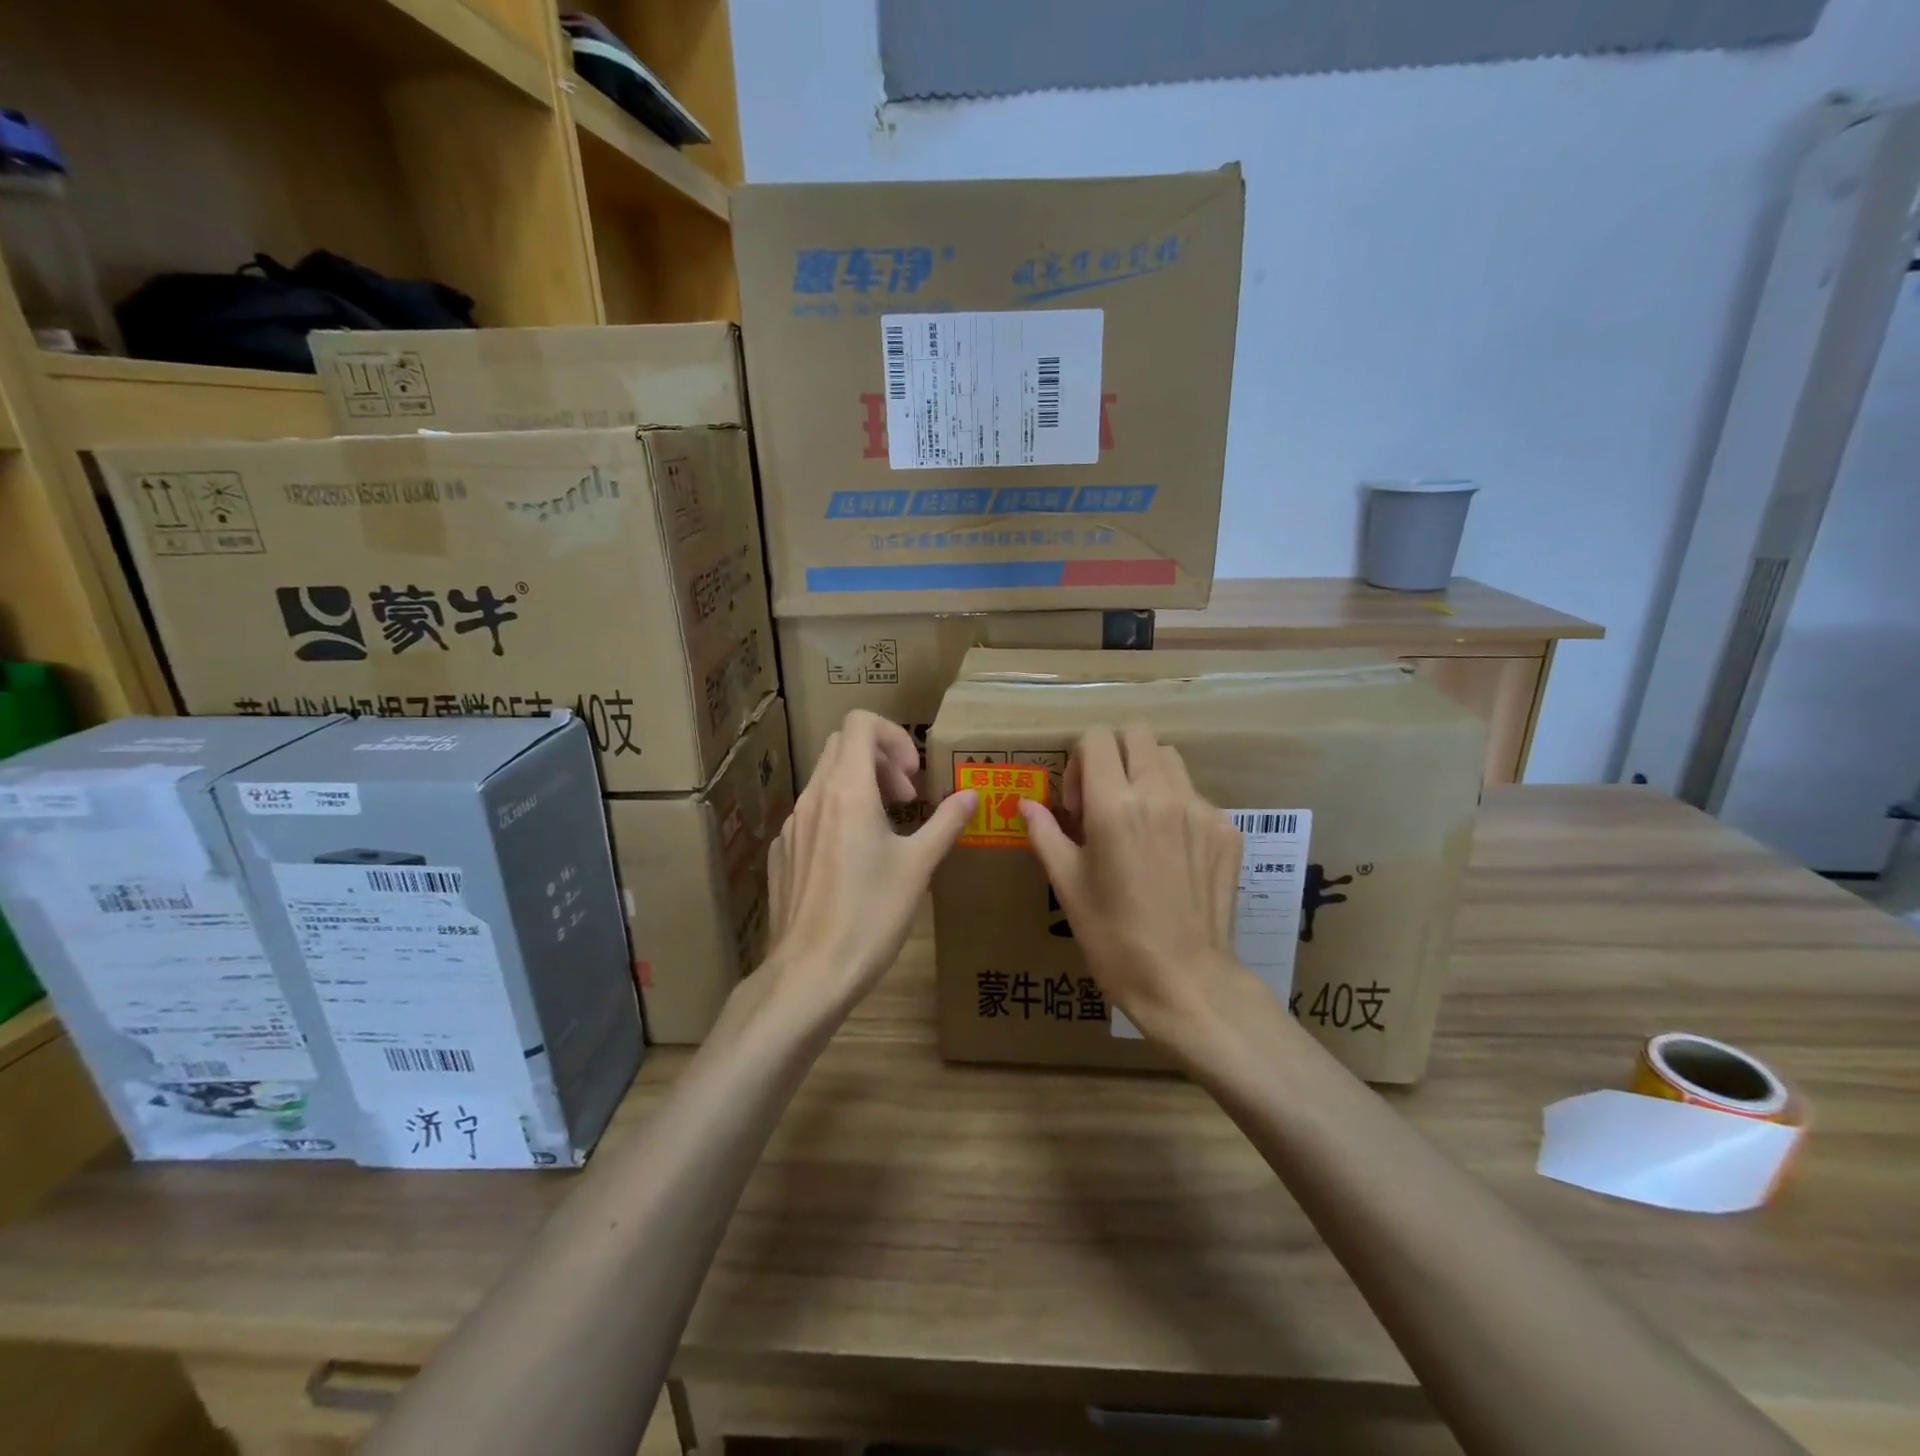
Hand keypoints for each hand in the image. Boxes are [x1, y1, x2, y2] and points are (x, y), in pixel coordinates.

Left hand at [761, 711, 975, 1021]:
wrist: (810, 973)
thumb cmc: (871, 916)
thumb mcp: (918, 867)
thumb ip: (945, 823)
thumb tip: (971, 795)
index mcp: (847, 791)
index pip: (860, 722)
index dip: (893, 737)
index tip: (913, 777)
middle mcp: (814, 797)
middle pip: (842, 745)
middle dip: (880, 759)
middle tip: (907, 798)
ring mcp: (792, 825)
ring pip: (825, 778)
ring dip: (860, 786)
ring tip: (886, 828)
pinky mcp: (782, 852)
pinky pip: (811, 812)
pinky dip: (838, 814)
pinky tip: (854, 860)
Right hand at [1019, 725, 1248, 1043]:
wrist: (1186, 981)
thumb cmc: (1114, 937)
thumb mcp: (1067, 885)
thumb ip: (1045, 833)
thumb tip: (1025, 804)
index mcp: (1115, 805)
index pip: (1096, 737)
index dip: (1079, 761)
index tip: (1077, 804)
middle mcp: (1161, 794)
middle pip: (1136, 734)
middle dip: (1113, 755)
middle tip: (1105, 800)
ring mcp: (1200, 810)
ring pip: (1169, 758)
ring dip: (1146, 773)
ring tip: (1138, 820)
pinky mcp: (1226, 830)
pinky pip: (1195, 796)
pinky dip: (1175, 806)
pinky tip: (1168, 852)